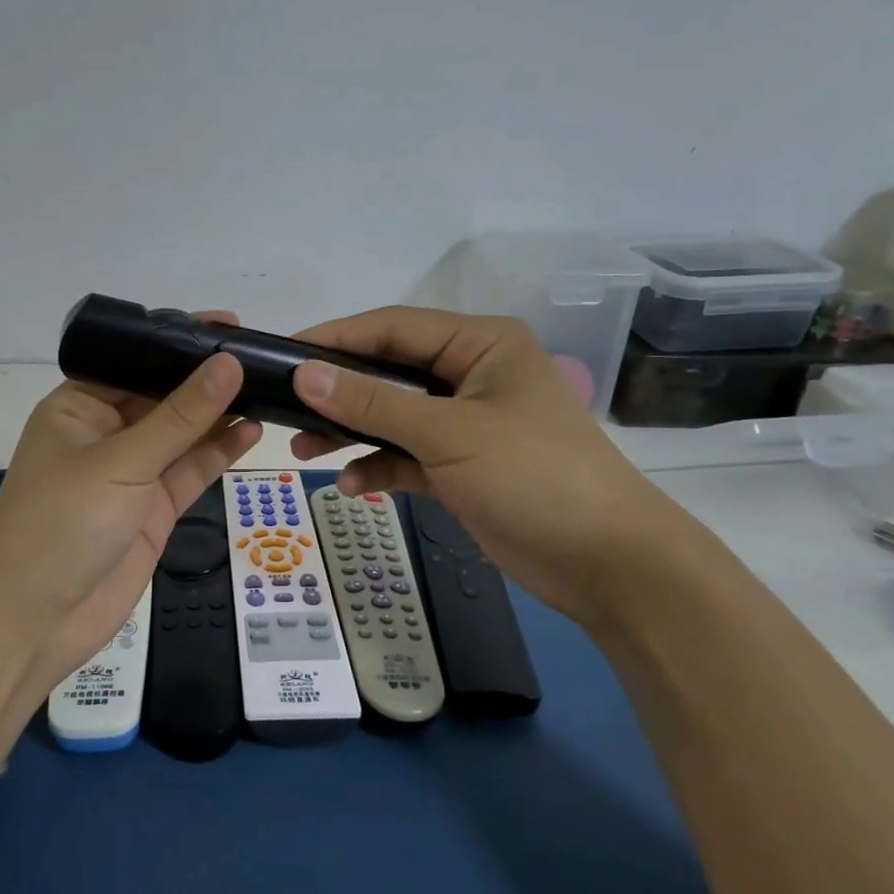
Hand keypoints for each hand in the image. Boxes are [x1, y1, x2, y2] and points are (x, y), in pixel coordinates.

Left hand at [0, 325, 260, 696]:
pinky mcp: (153, 509)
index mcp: (79, 406)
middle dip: (206, 380)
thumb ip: (180, 416)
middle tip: (262, 357)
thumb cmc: (61, 523)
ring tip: (269, 389)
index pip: (135, 361)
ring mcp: (131, 473)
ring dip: (219, 415)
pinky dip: (218, 453)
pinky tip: (252, 431)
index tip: (231, 326)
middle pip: (163, 397)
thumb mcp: (122, 461)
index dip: (180, 343)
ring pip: (182, 434)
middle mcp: (105, 433)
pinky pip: (190, 471)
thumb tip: (228, 363)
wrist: (33, 622)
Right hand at [287, 306, 688, 622]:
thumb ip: (372, 403)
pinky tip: (352, 485)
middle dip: (339, 393)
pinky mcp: (461, 466)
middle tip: (285, 407)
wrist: (609, 566)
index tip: (283, 353)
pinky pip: (406, 456)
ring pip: (392, 416)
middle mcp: (470, 375)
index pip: (393, 327)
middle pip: (388, 372)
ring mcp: (465, 423)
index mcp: (480, 344)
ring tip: (304, 449)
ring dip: (351, 432)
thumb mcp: (448, 433)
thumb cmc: (534, 476)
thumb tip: (303, 373)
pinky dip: (379, 467)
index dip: (336, 338)